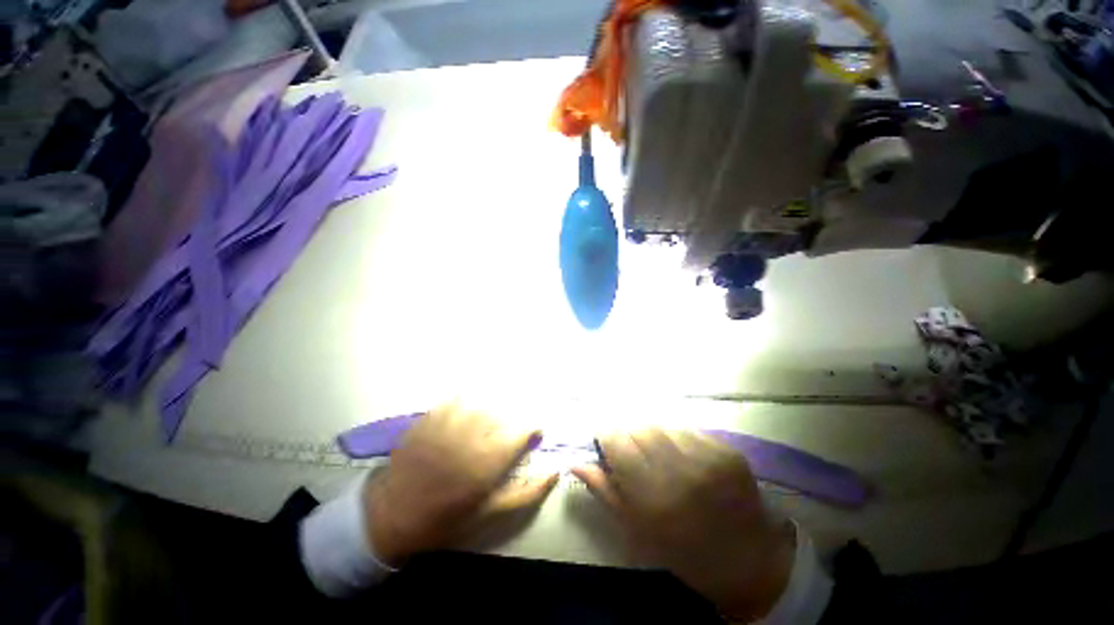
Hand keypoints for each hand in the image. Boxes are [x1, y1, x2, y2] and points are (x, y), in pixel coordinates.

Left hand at [364, 404, 558, 565]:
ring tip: (494, 414)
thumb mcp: (490, 513)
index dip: (533, 429)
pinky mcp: (431, 418)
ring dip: (494, 403)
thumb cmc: (446, 518)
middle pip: (504, 410)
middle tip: (513, 427)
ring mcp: (448, 424)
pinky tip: (470, 404)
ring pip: (482, 399)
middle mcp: (471, 437)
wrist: (392, 515)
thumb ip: (526, 494)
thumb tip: (554, 473)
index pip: (522, 431)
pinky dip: (468, 397)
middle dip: (514, 416)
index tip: (534, 435)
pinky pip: (456, 397)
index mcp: (488, 463)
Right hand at [573, 429, 794, 621]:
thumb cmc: (683, 553)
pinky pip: (688, 430)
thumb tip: (575, 462)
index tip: (607, 443)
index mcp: (653, 498)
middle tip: (634, 453)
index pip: (617, 442)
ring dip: (653, 435)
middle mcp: (680, 472)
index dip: (607, 437)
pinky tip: (684, 459)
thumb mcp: (636, 531)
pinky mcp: (728, 451)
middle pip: (639, 427)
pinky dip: (677, 439)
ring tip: (660, 456)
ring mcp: (709, 459)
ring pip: (662, 425)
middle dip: (629, 435)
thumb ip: (604, 491)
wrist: (750, 563)